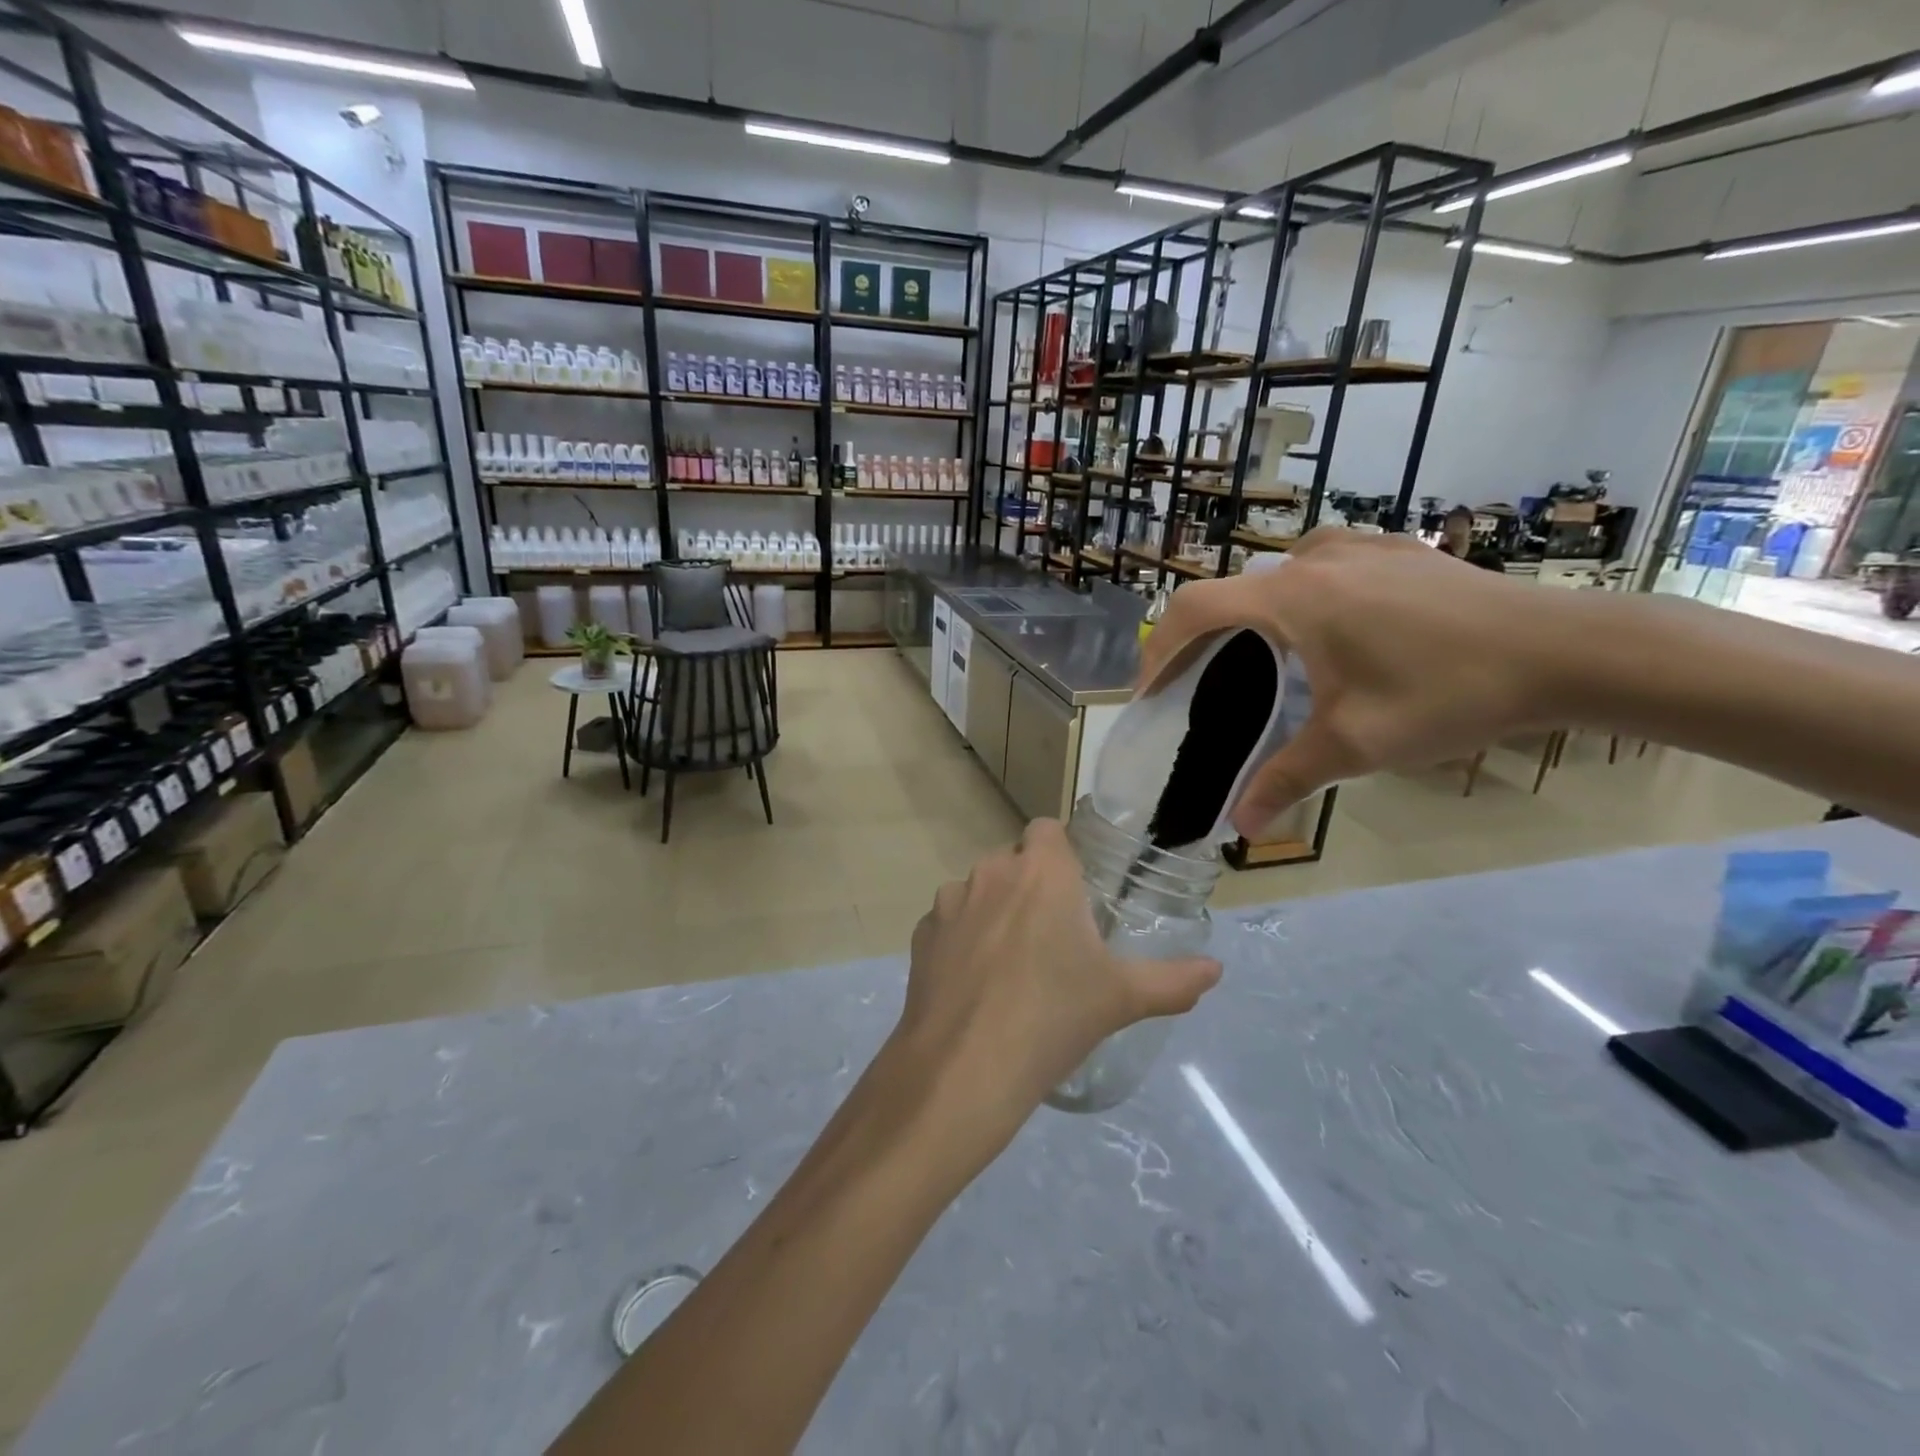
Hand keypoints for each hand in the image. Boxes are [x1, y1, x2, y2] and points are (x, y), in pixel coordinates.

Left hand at [887, 818, 1220, 1151]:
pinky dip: (961, 938)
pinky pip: (949, 921)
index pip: (1048, 829)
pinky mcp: (922, 933)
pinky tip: (974, 983)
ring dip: (994, 910)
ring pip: (978, 889)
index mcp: (1042, 872)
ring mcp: (950, 901)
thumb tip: (1216, 970)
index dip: (1060, 852)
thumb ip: (1173, 980)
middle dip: (1030, 884)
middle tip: (1051, 935)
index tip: (1074, 889)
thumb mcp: (1122, 999)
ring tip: (1011, 964)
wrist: (965, 1066)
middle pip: (1013, 860)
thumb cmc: (1053, 1018)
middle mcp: (992, 872)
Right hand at [1137, 527, 1566, 836]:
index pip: (1193, 609)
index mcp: (1292, 599)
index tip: (1149, 693)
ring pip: (1276, 574)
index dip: (1158, 650)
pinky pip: (1322, 564)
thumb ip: (1285, 779)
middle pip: (1230, 592)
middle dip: (1201, 638)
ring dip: (1250, 613)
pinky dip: (1298, 594)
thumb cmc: (1448, 693)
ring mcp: (1359, 547)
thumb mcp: (1356, 744)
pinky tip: (1326, 626)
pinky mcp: (1396, 550)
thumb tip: (1240, 826)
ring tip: (1258, 658)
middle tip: (1199, 686)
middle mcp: (1314, 560)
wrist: (1566, 650)